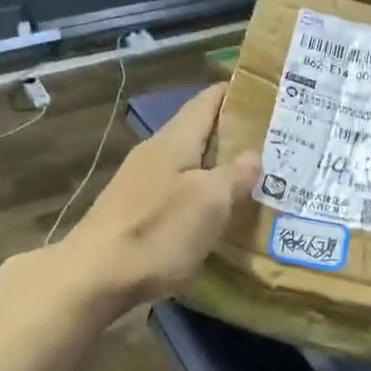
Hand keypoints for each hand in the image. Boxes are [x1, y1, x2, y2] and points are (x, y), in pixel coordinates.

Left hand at [60, 84, 260, 310]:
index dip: (236, 93)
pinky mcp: (135, 214)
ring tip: (256, 179)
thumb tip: (253, 154)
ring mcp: (141, 184)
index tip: (269, 93)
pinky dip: (202, 196)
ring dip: (218, 169)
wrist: (94, 277)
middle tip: (276, 143)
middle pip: (199, 133)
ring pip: (189, 165)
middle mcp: (155, 154)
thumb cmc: (157, 231)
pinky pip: (178, 193)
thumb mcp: (208, 202)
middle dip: (234, 135)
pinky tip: (219, 214)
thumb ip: (234, 175)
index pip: (207, 101)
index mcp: (174, 140)